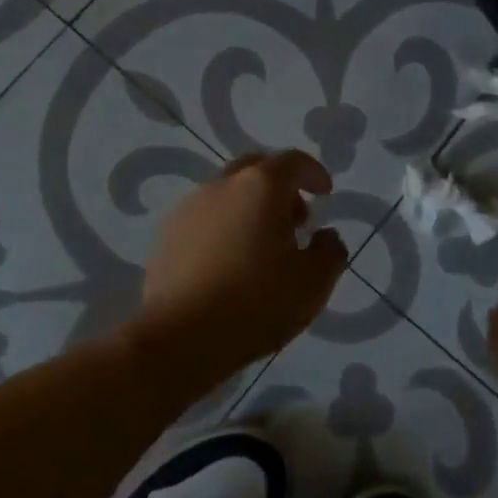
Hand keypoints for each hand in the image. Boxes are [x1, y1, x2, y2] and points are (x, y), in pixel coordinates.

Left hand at [138, 149, 348, 376]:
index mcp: (260, 186)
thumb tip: (325, 236)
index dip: (313, 173)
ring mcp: (189, 208)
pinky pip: (205, 218)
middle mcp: (222, 186)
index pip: (293, 161)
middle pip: (256, 169)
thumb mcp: (313, 283)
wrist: (179, 336)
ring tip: (263, 248)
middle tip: (296, 220)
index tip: (325, 194)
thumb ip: (330, 251)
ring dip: (251, 208)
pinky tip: (230, 263)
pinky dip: (225, 227)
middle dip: (281, 187)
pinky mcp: (167, 235)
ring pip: (228, 194)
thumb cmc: (256, 302)